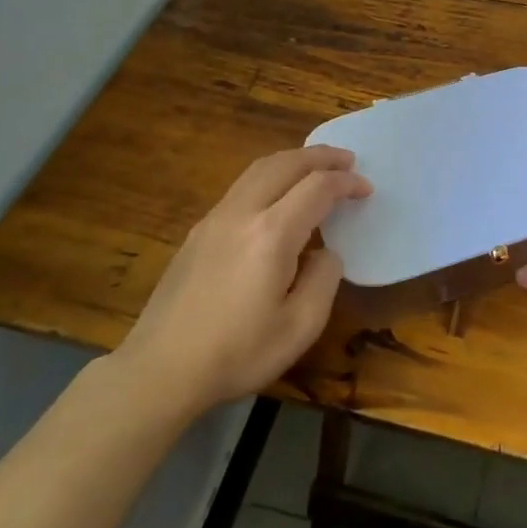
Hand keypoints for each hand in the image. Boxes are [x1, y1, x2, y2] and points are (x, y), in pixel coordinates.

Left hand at [112, 146, 369, 415]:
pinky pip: (242, 187)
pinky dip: (270, 176)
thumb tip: (326, 253)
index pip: (317, 188)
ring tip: (316, 167)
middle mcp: (242, 213)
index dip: (346, 183)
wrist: (160, 370)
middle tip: (347, 160)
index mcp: (272, 234)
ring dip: (292, 160)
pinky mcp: (198, 232)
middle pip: (285, 164)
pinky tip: (278, 195)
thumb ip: (323, 280)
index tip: (366, 189)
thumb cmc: (237, 353)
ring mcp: (214, 219)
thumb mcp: (300, 327)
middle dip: (320, 156)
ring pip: (258, 169)